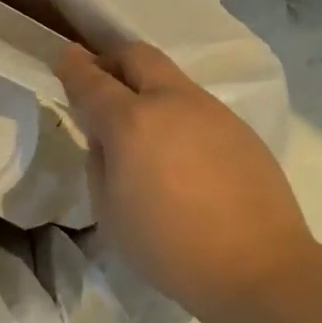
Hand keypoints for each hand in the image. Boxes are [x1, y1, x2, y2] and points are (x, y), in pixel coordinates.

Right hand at [57, 42, 315, 322]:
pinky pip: (198, 106)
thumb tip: (107, 139)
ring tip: (143, 126)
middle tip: (101, 81)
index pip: (92, 80)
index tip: (64, 56)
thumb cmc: (168, 247)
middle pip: (137, 56)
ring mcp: (212, 111)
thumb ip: (100, 162)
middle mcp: (172, 102)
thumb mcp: (110, 211)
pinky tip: (181, 152)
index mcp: (132, 122)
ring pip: (171, 79)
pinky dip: (177, 113)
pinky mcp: (240, 127)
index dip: (73, 66)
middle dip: (112, 60)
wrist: (257, 266)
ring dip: (148, 87)